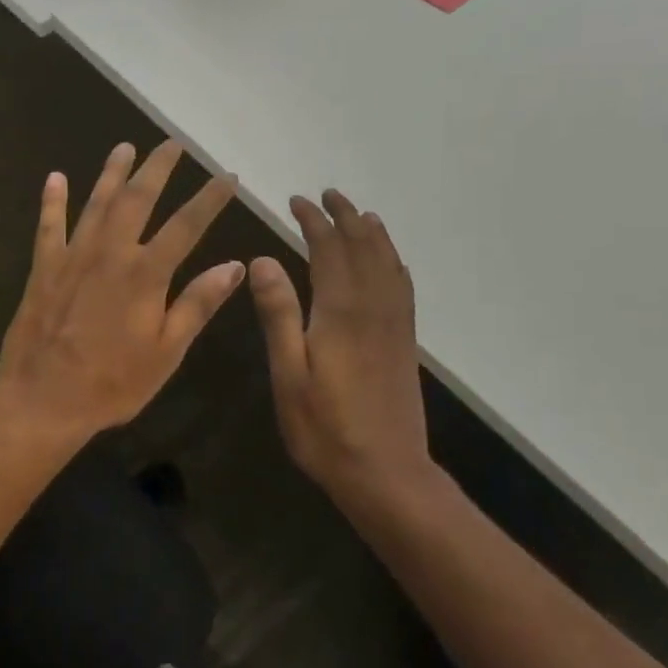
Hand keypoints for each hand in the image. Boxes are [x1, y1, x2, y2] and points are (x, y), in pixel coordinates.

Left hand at [0, 141, 244, 442]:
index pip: (187, 225)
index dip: (210, 198)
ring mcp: (73, 257)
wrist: (42, 399)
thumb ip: (198, 304)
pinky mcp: (43, 268)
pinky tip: (55, 177)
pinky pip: (48, 226)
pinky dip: (52, 201)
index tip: (228, 176)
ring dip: (111, 173)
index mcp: (146, 274)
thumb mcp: (166, 351)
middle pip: (138, 199)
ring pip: (95, 203)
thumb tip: (235, 266)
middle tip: (173, 144)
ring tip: (124, 147)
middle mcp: (110, 253)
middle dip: (158, 169)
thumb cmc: (112, 383)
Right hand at [250, 191, 429, 489]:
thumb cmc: (324, 428)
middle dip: (345, 217)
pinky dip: (394, 262)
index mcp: (340, 311)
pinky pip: (403, 287)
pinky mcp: (404, 341)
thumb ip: (278, 314)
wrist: (386, 473)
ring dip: (372, 233)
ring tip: (361, 214)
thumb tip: (263, 259)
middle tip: (328, 195)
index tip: (296, 201)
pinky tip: (390, 262)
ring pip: (387, 263)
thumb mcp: (288, 374)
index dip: (313, 221)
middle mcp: (373, 307)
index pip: (328, 249)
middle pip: (363, 247)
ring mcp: (394, 324)